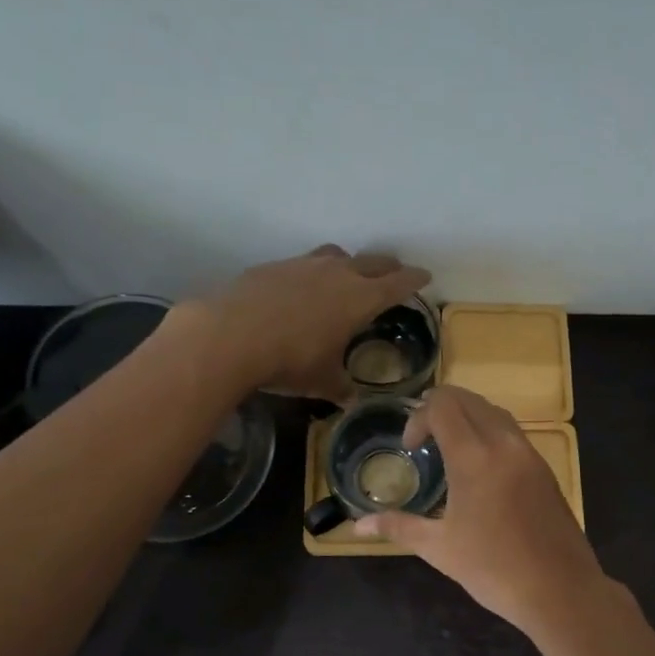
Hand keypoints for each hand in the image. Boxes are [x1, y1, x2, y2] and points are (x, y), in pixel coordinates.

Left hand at [185, 245, 431, 400]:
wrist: (229, 335)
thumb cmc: (289, 361)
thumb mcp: (322, 382)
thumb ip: (342, 388)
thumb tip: (352, 400)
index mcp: (360, 299)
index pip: (397, 284)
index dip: (414, 280)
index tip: (425, 277)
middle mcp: (337, 273)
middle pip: (373, 262)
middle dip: (388, 267)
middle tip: (395, 274)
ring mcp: (304, 264)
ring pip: (337, 255)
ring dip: (349, 263)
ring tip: (348, 276)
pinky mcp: (275, 266)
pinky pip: (305, 263)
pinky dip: (313, 272)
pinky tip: (302, 290)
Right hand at [352, 386, 613, 635]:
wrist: (559, 590)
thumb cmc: (493, 569)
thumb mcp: (438, 548)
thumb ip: (397, 526)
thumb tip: (357, 525)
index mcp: (474, 457)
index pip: (443, 405)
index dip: (418, 417)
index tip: (410, 448)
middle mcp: (504, 444)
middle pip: (468, 399)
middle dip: (440, 409)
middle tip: (423, 441)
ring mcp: (529, 454)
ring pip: (494, 412)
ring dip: (467, 418)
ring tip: (448, 450)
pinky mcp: (545, 469)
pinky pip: (512, 433)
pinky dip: (489, 433)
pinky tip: (480, 469)